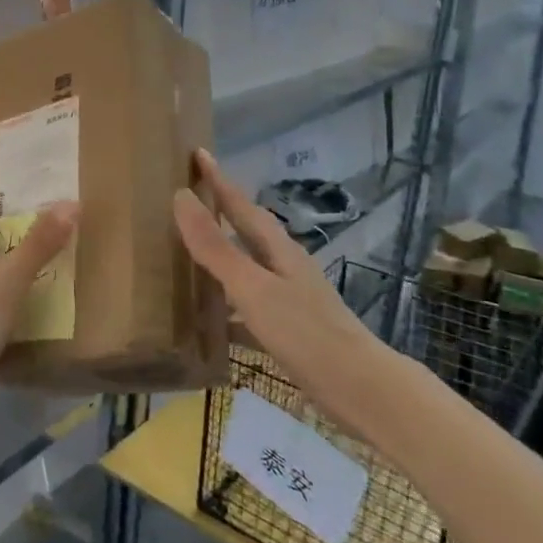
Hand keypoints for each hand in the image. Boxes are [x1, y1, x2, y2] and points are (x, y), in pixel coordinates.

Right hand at [172, 150, 384, 420]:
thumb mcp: (252, 287)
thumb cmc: (305, 332)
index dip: (218, 180)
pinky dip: (227, 304)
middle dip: (221, 211)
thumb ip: (216, 246)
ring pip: (248, 266)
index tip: (198, 152)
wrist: (360, 389)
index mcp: (277, 249)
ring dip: (222, 256)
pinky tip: (210, 320)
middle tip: (190, 195)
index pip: (241, 204)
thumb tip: (181, 195)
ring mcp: (289, 298)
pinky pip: (248, 305)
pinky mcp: (290, 329)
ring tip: (190, 252)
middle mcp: (284, 266)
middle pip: (247, 230)